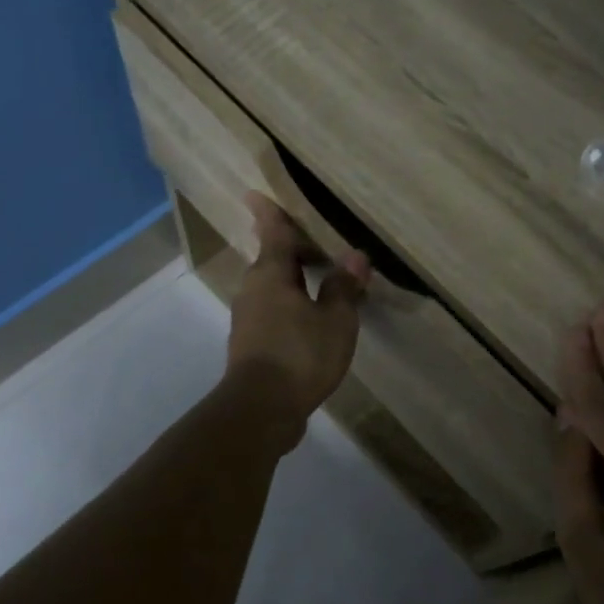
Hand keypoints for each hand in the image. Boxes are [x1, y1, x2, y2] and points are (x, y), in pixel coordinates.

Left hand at [225, 193, 369, 435]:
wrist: (260, 410)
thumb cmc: (299, 355)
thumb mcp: (335, 320)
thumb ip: (343, 287)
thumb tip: (354, 257)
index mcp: (271, 275)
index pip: (272, 234)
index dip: (269, 213)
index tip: (253, 194)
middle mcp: (253, 290)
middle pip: (270, 259)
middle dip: (287, 248)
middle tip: (311, 240)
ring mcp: (248, 318)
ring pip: (271, 286)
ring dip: (291, 278)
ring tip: (317, 277)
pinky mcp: (251, 343)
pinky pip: (272, 310)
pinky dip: (290, 303)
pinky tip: (309, 316)